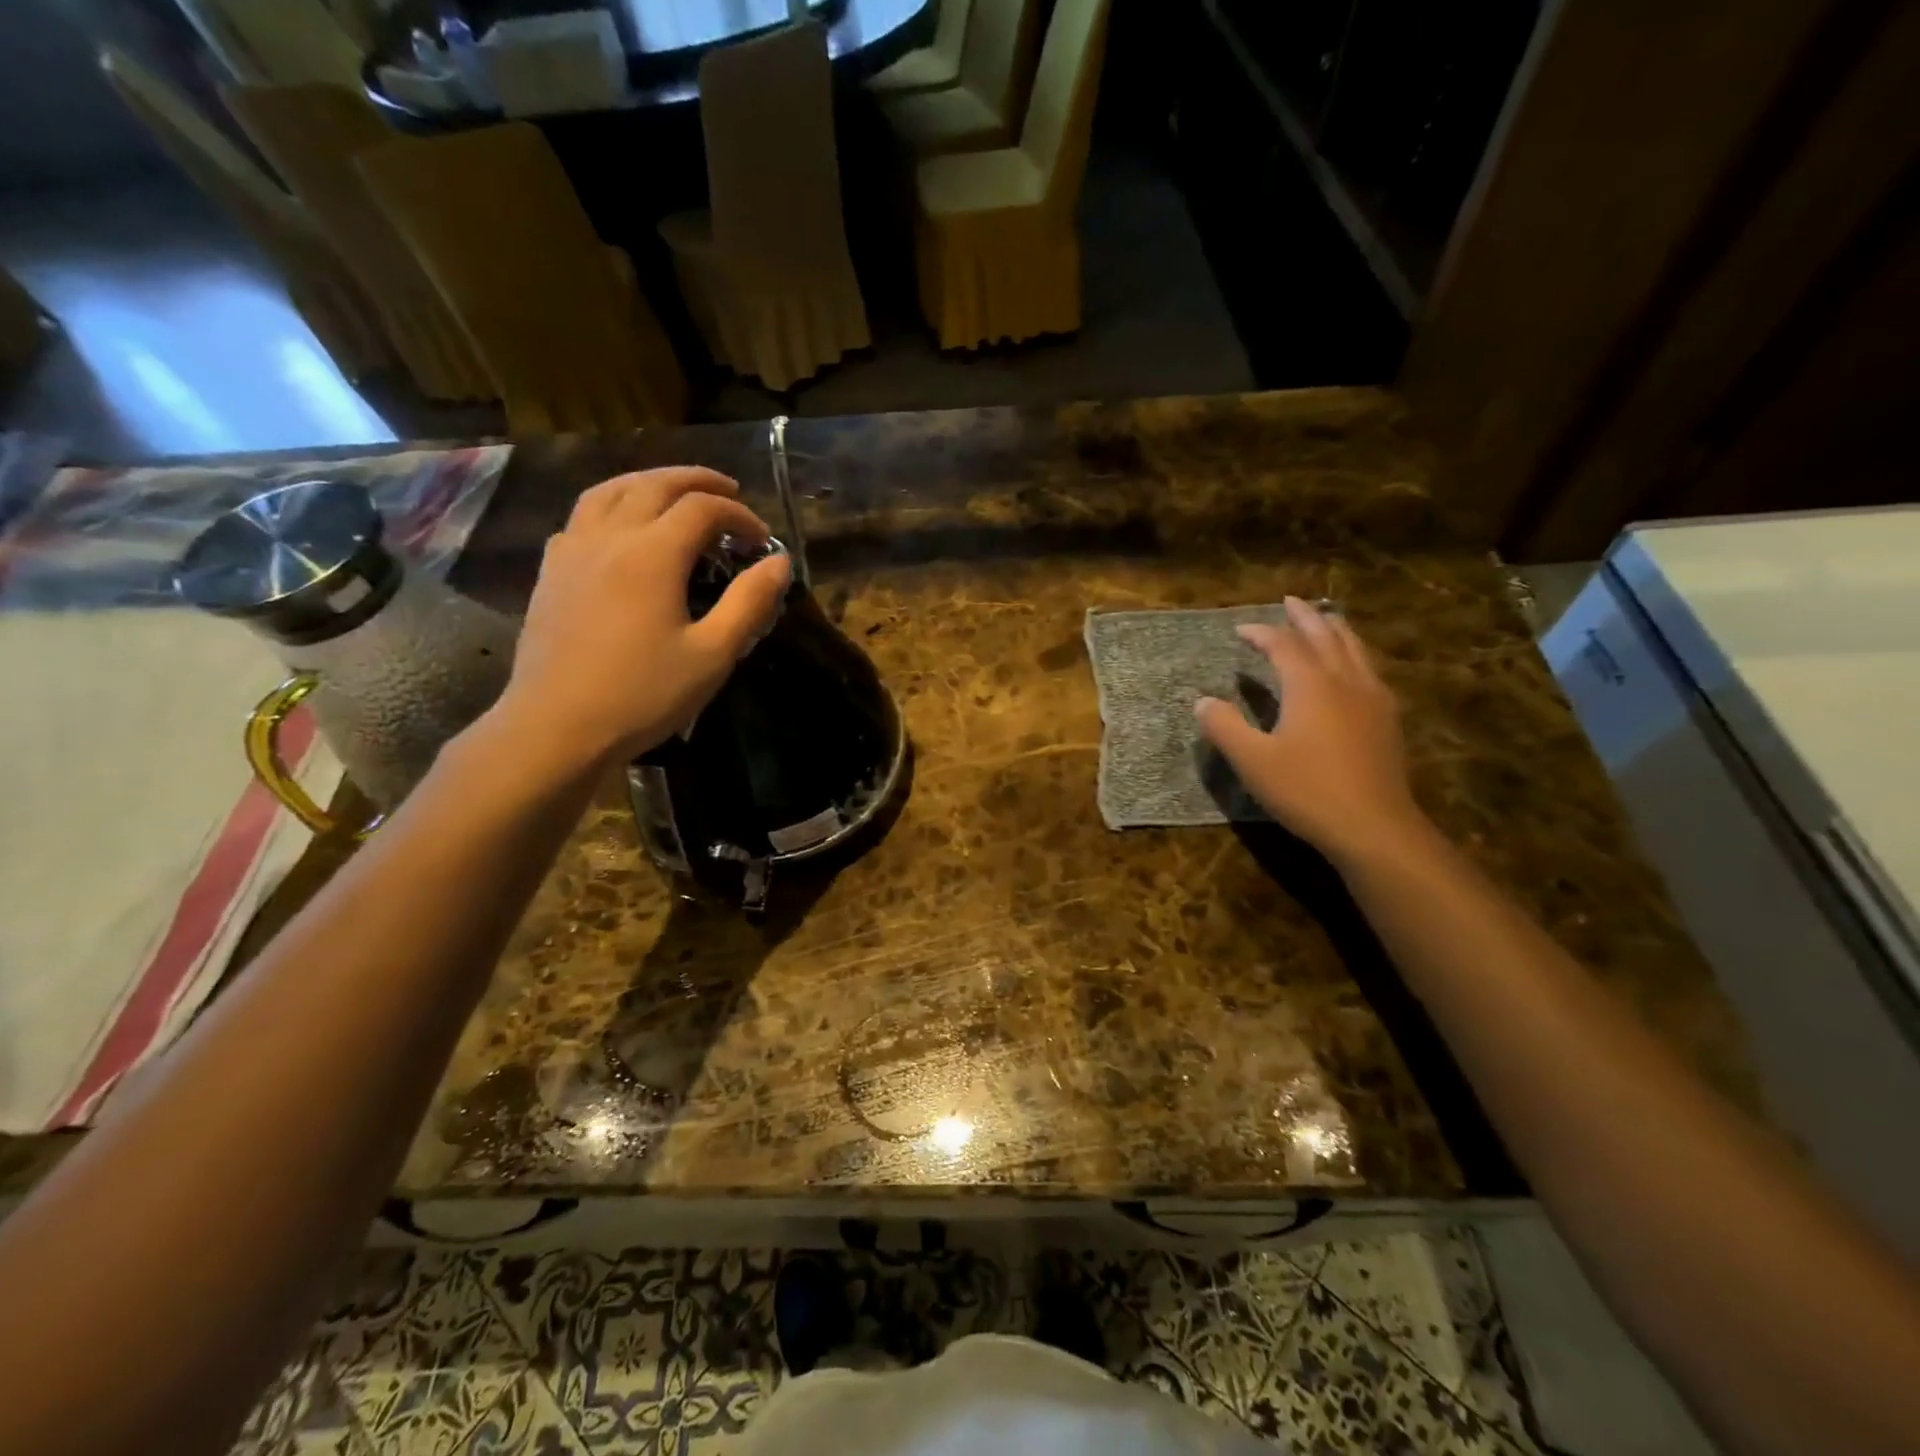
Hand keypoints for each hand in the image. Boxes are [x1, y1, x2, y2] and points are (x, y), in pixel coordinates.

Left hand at [492, 467, 791, 766]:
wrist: (556, 727)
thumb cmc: (642, 695)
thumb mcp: (712, 655)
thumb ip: (749, 603)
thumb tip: (780, 563)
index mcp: (652, 554)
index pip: (702, 509)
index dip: (739, 515)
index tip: (761, 541)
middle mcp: (609, 537)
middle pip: (654, 484)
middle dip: (696, 481)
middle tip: (728, 491)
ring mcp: (573, 551)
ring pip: (610, 490)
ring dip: (649, 482)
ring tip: (674, 492)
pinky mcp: (551, 572)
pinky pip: (581, 516)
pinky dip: (612, 505)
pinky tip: (621, 528)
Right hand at [1195, 597, 1426, 864]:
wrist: (1373, 826)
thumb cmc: (1306, 790)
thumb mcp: (1253, 761)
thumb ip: (1224, 727)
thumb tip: (1202, 701)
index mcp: (1310, 685)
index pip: (1283, 645)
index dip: (1260, 633)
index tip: (1240, 630)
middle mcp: (1344, 681)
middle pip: (1326, 635)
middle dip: (1305, 616)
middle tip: (1290, 602)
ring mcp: (1372, 699)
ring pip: (1355, 648)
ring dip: (1335, 629)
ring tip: (1325, 620)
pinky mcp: (1387, 720)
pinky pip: (1369, 669)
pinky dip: (1354, 654)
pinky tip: (1353, 667)